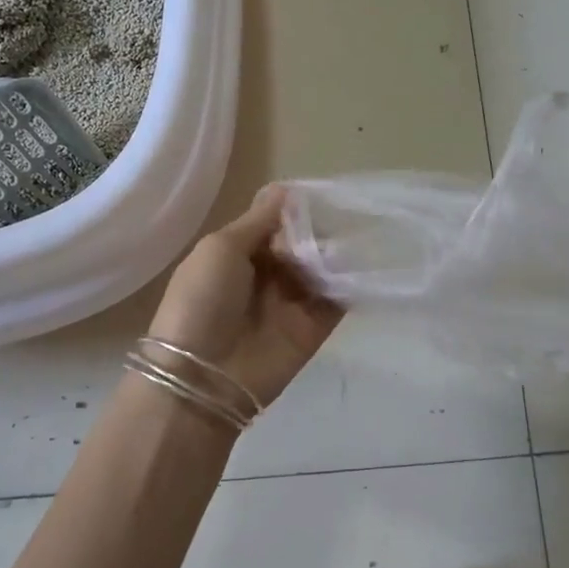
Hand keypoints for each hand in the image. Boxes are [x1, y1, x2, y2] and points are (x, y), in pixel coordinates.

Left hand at [147, 185, 342, 410]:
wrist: (204, 376)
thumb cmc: (202, 301)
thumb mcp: (220, 248)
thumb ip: (258, 221)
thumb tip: (286, 190)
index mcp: (236, 252)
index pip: (274, 222)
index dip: (295, 208)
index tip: (322, 193)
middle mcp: (265, 274)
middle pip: (301, 243)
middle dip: (320, 229)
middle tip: (344, 215)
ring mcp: (290, 302)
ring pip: (321, 268)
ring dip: (336, 253)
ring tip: (358, 235)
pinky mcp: (313, 328)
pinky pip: (336, 300)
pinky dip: (350, 283)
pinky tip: (366, 263)